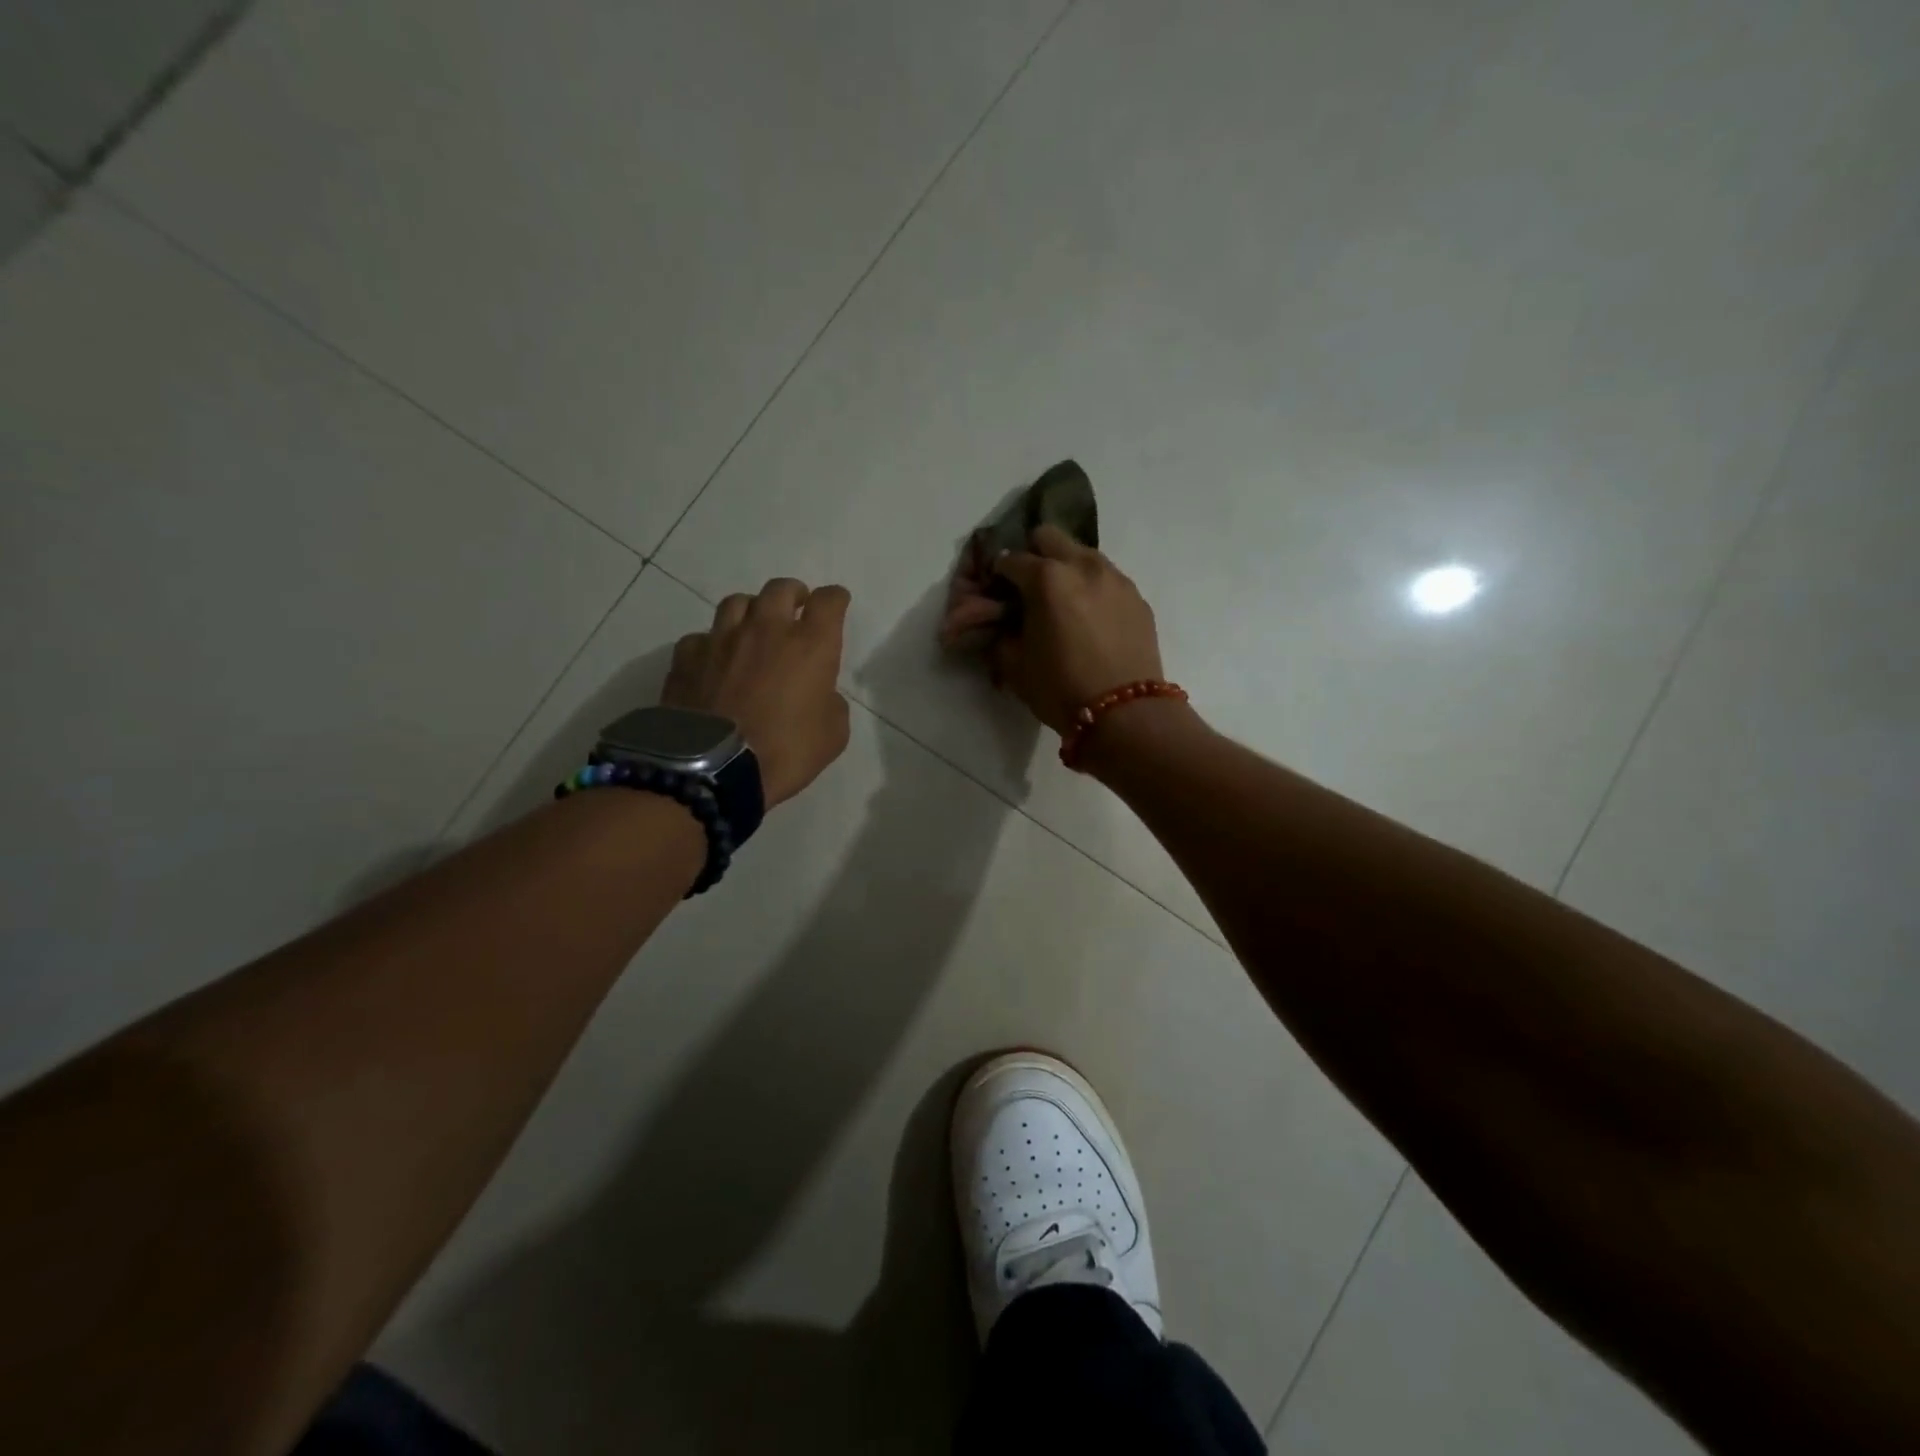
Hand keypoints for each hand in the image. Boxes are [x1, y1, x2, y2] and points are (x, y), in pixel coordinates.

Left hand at [664, 578, 852, 807]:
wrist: (713, 769)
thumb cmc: (785, 752)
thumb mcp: (832, 735)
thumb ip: (831, 703)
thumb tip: (819, 693)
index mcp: (810, 645)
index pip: (829, 602)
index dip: (835, 599)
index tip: (837, 605)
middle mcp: (766, 630)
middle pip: (781, 589)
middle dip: (794, 594)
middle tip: (796, 609)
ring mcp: (722, 639)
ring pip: (738, 603)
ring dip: (752, 610)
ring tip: (754, 628)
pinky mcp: (687, 656)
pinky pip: (702, 637)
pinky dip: (713, 644)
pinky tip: (715, 661)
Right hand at [940, 525, 1164, 733]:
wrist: (1125, 714)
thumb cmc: (1062, 690)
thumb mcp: (1015, 666)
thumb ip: (1001, 634)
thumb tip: (1001, 623)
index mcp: (1047, 579)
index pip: (1011, 560)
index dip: (997, 574)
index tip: (995, 591)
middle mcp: (1083, 566)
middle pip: (1049, 537)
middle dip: (1033, 554)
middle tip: (1027, 586)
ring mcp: (1116, 579)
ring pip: (1083, 553)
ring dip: (1067, 567)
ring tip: (1062, 601)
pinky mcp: (1138, 598)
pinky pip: (1108, 578)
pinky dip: (1092, 588)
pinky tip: (1090, 618)